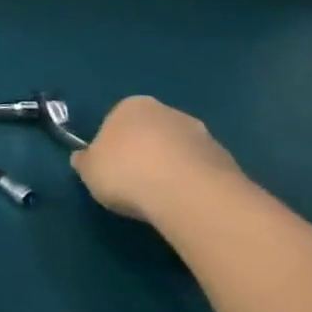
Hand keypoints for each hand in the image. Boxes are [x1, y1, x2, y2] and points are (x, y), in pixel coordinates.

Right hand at [71, 95, 247, 224]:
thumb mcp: (89, 170)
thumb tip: (83, 159)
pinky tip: (186, 205)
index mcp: (132, 106)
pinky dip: (194, 185)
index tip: (111, 169)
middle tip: (136, 184)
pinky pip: (202, 172)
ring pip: (179, 152)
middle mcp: (169, 112)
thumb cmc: (127, 172)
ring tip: (163, 200)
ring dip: (172, 169)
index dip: (112, 146)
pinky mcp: (228, 162)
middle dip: (146, 154)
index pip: (117, 121)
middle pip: (152, 133)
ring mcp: (203, 136)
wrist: (188, 194)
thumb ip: (86, 162)